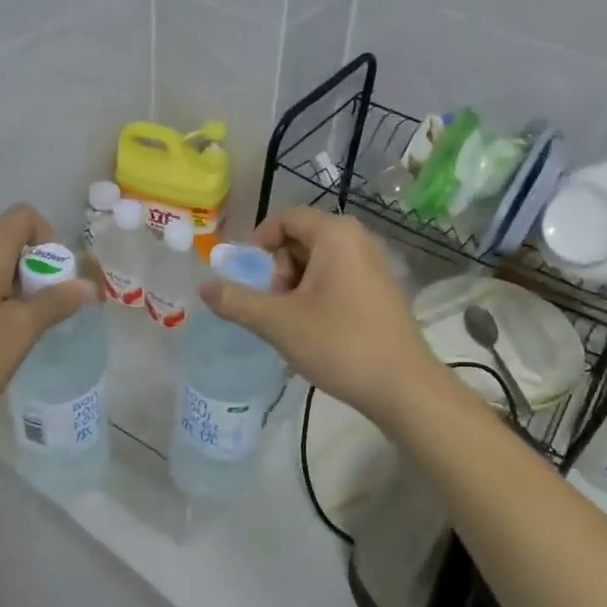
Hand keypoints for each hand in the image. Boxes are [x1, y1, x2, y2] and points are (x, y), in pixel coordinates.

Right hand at [199, 207, 438, 424]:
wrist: (403, 387)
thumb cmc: (339, 344)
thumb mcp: (278, 322)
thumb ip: (236, 301)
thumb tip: (203, 286)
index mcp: (335, 235)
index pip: (284, 219)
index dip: (258, 244)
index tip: (249, 280)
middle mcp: (358, 240)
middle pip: (300, 240)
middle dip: (278, 272)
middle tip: (275, 309)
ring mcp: (374, 266)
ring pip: (318, 264)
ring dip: (295, 289)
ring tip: (293, 326)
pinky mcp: (381, 291)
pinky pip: (337, 280)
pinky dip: (317, 299)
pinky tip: (316, 333)